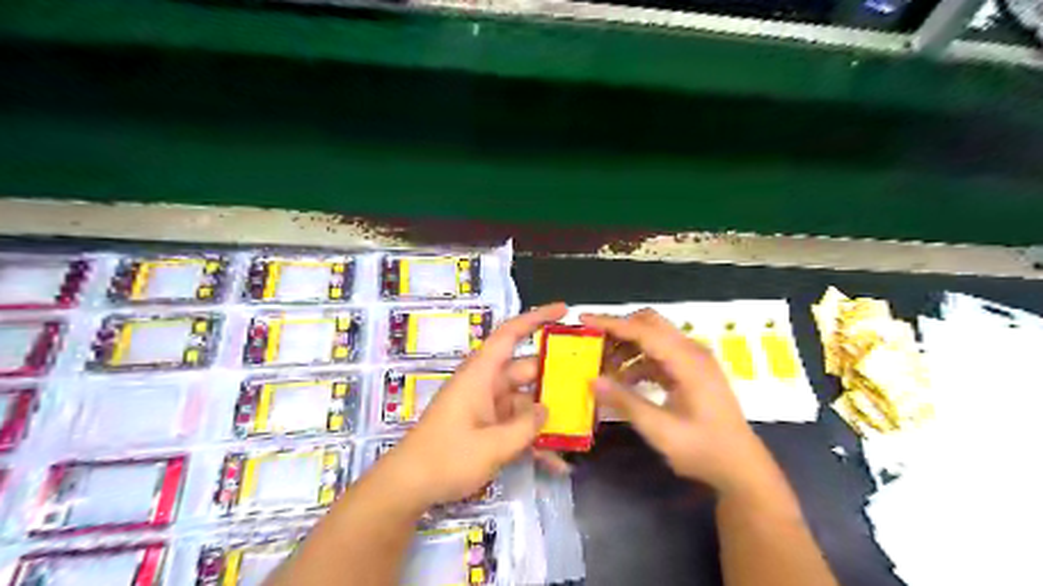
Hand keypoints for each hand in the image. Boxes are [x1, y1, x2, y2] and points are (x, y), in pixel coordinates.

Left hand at [380, 302, 565, 507]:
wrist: (408, 487)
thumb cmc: (446, 458)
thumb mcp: (492, 445)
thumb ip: (526, 427)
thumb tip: (547, 410)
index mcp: (481, 374)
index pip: (510, 335)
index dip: (536, 318)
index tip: (564, 310)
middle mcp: (485, 384)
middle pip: (526, 370)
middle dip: (555, 376)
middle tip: (588, 381)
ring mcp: (486, 407)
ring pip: (525, 401)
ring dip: (548, 415)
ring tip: (582, 426)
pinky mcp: (486, 427)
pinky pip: (515, 425)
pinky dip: (533, 439)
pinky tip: (558, 462)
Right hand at [583, 308, 776, 495]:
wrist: (742, 468)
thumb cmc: (705, 451)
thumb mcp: (661, 431)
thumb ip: (626, 403)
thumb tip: (593, 380)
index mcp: (688, 362)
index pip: (644, 331)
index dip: (612, 324)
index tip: (583, 321)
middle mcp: (692, 352)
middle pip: (650, 324)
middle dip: (618, 330)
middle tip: (591, 345)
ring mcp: (693, 361)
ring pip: (653, 338)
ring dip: (626, 347)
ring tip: (602, 368)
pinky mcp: (690, 372)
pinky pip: (659, 355)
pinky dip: (637, 361)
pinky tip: (622, 382)